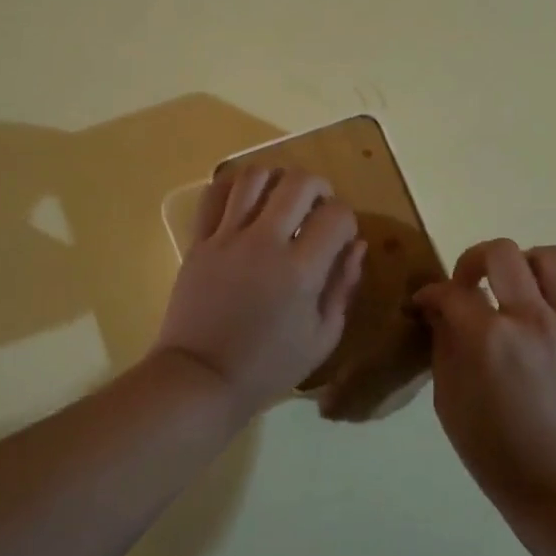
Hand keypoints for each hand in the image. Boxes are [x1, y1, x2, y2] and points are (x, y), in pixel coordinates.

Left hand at [152, 166, 366, 419]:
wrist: (202, 378)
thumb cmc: (269, 366)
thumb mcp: (322, 337)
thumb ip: (343, 286)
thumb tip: (357, 245)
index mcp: (300, 270)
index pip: (337, 215)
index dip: (347, 219)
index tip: (342, 236)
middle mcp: (264, 243)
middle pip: (298, 182)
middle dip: (319, 186)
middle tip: (318, 205)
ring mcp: (226, 238)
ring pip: (254, 177)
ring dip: (276, 179)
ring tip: (280, 198)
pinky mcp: (198, 241)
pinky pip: (215, 195)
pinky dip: (233, 187)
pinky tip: (244, 201)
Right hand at [414, 241, 555, 505]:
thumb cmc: (496, 453)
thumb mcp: (449, 402)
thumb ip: (443, 347)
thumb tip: (439, 312)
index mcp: (487, 339)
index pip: (450, 292)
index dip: (429, 294)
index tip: (425, 304)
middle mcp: (531, 321)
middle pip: (502, 252)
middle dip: (474, 259)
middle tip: (471, 284)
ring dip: (530, 264)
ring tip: (521, 288)